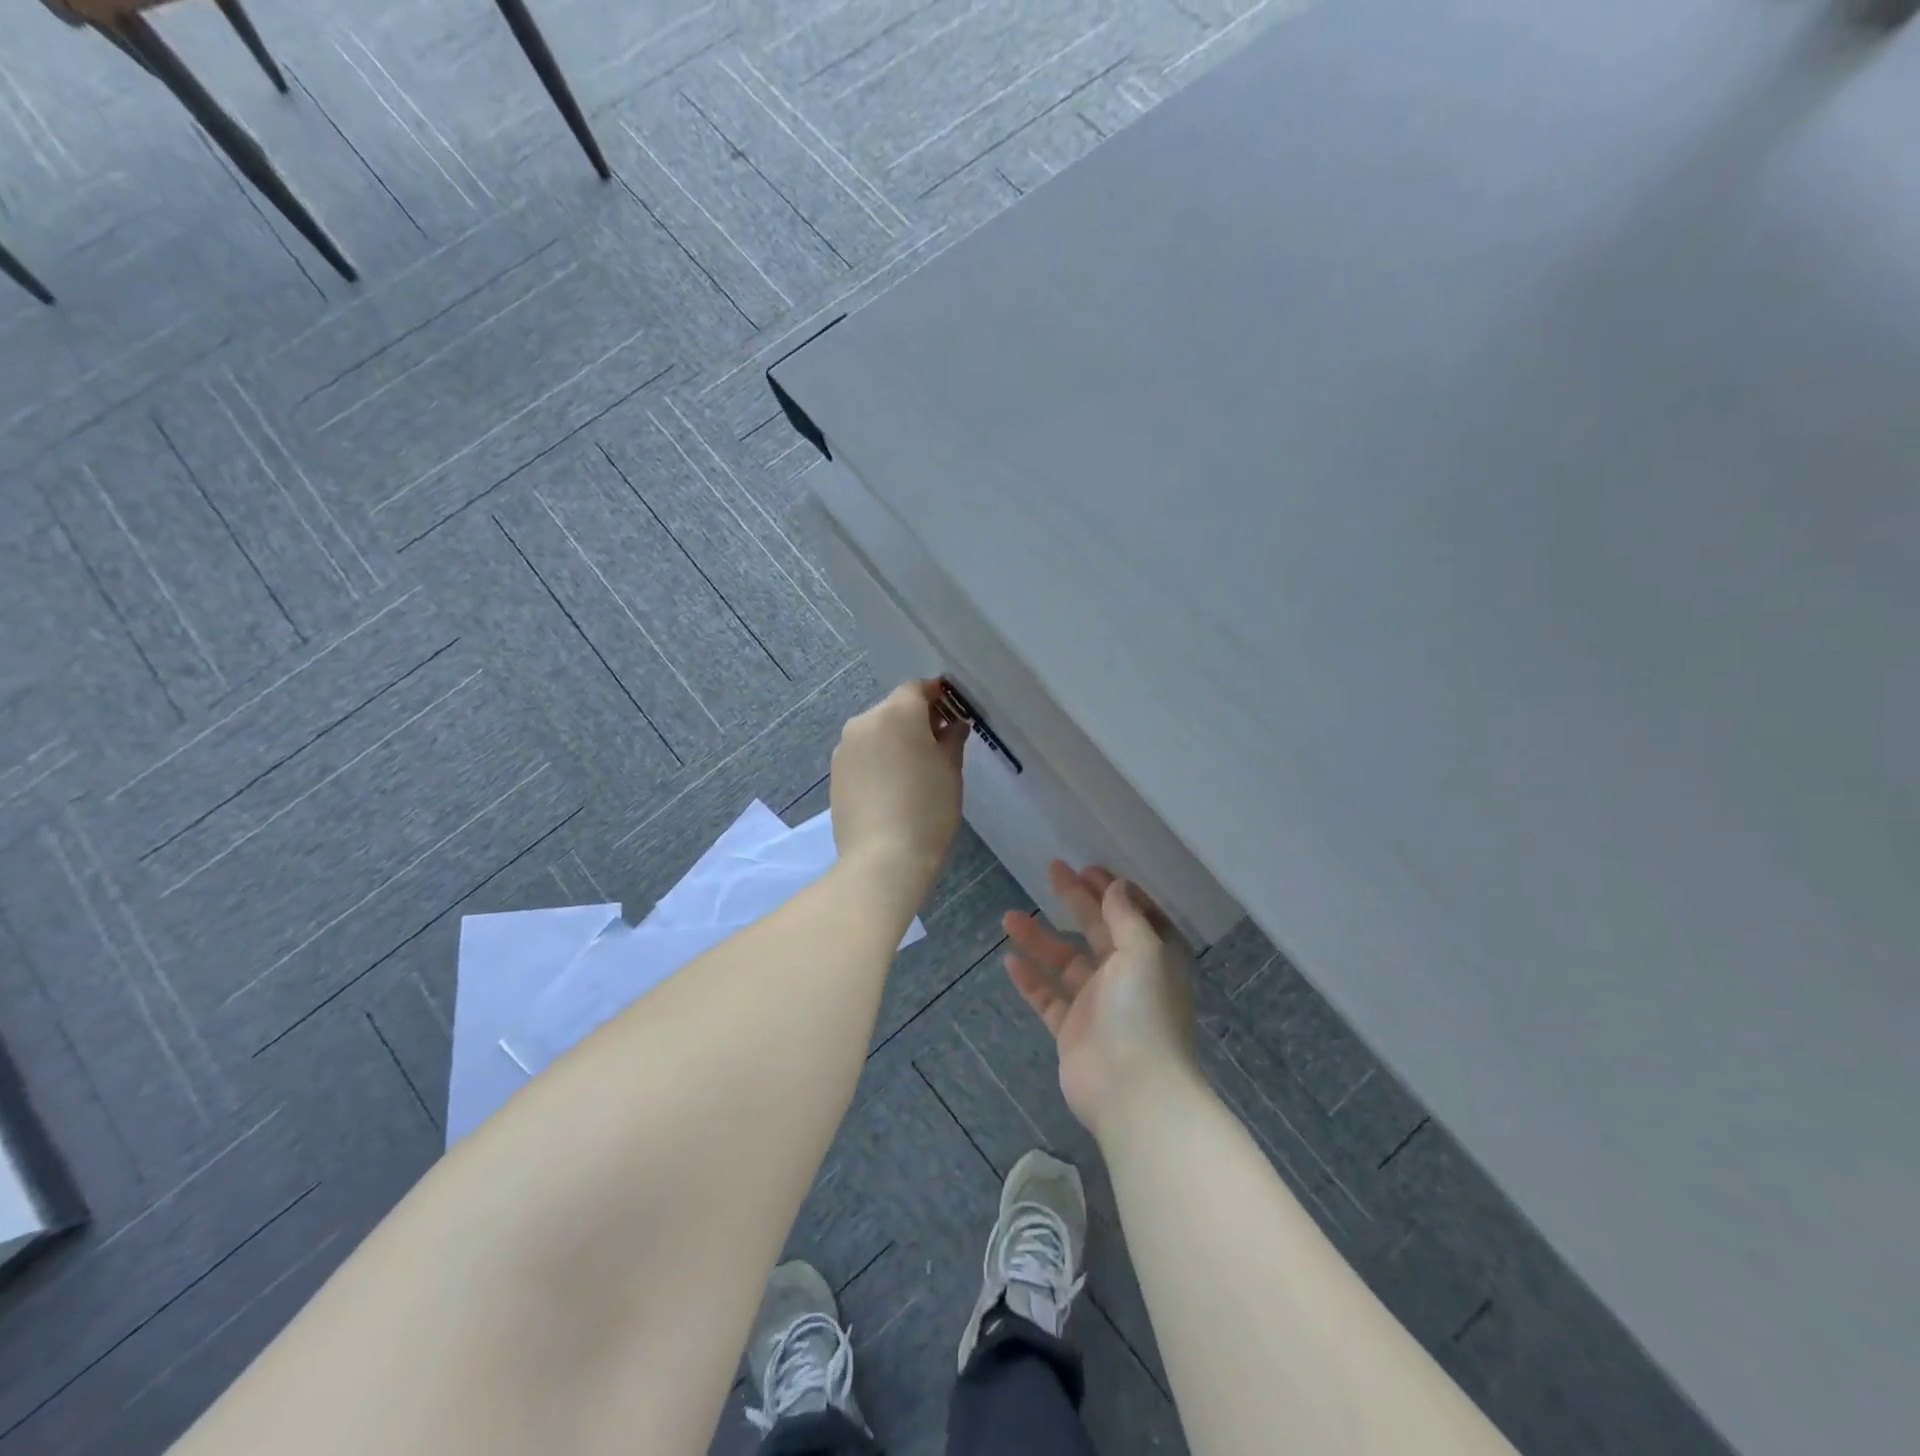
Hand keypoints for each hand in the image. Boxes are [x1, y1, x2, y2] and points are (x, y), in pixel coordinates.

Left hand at [830, 680, 967, 889]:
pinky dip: (878, 759)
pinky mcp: (835, 773)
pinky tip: (891, 787)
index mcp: (897, 714)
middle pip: (894, 708)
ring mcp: (845, 748)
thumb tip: (953, 724)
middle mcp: (865, 722)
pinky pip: (862, 754)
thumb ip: (952, 739)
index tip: (951, 713)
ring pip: (876, 731)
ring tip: (913, 771)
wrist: (883, 858)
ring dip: (894, 740)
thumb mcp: (951, 771)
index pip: (917, 689)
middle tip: (937, 745)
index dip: (936, 696)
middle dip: (916, 719)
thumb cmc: (928, 810)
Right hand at [1003, 862, 1200, 1138]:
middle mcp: (1125, 977)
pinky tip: (1009, 960)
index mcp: (1151, 957)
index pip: (1132, 914)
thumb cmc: (1143, 1012)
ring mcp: (1097, 1005)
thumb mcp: (1143, 952)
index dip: (1113, 891)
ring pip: (1065, 962)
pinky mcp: (1072, 1031)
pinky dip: (1031, 980)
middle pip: (1096, 930)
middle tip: (1052, 870)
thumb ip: (1126, 917)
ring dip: (1040, 938)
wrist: (1132, 1091)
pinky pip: (1048, 998)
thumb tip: (1116, 886)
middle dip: (1075, 900)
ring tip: (1009, 916)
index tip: (1089, 868)